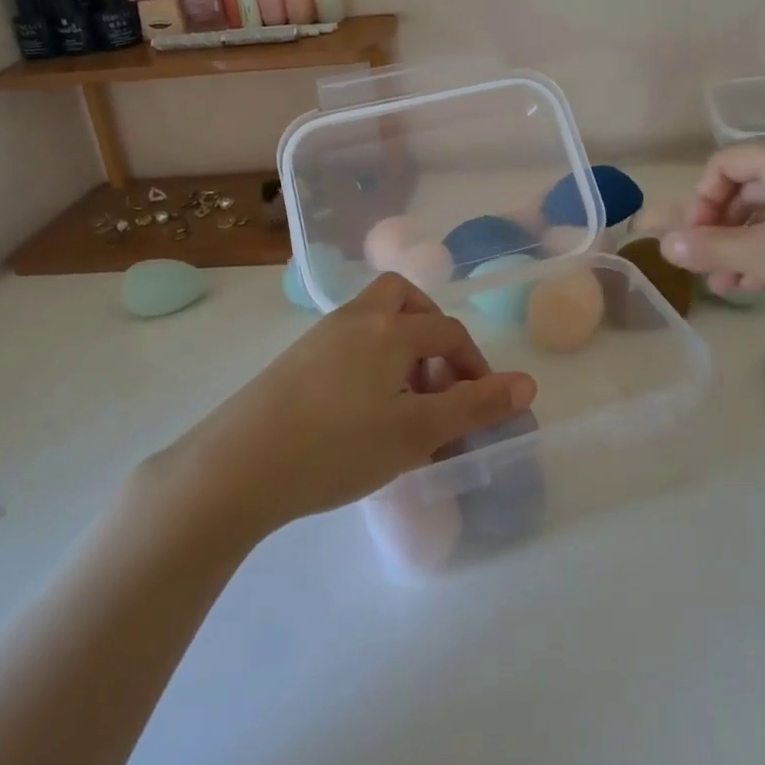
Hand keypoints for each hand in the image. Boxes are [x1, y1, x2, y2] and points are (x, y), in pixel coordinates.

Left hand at [139, 274, 536, 543]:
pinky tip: (362, 410)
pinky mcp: (294, 359)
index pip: (447, 331)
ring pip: (373, 320)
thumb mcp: (416, 432)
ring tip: (404, 401)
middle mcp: (356, 318)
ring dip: (399, 347)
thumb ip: (474, 406)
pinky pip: (347, 343)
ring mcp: (320, 335)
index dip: (474, 364)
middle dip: (430, 329)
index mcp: (390, 328)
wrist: (236, 467)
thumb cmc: (336, 447)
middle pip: (403, 298)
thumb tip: (528, 383)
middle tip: (438, 376)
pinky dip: (370, 360)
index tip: (481, 404)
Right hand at [659, 131, 764, 339]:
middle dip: (722, 229)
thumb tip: (664, 245)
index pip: (724, 165)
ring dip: (748, 243)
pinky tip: (764, 281)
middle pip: (750, 184)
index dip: (699, 203)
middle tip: (707, 269)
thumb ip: (711, 247)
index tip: (693, 245)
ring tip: (730, 286)